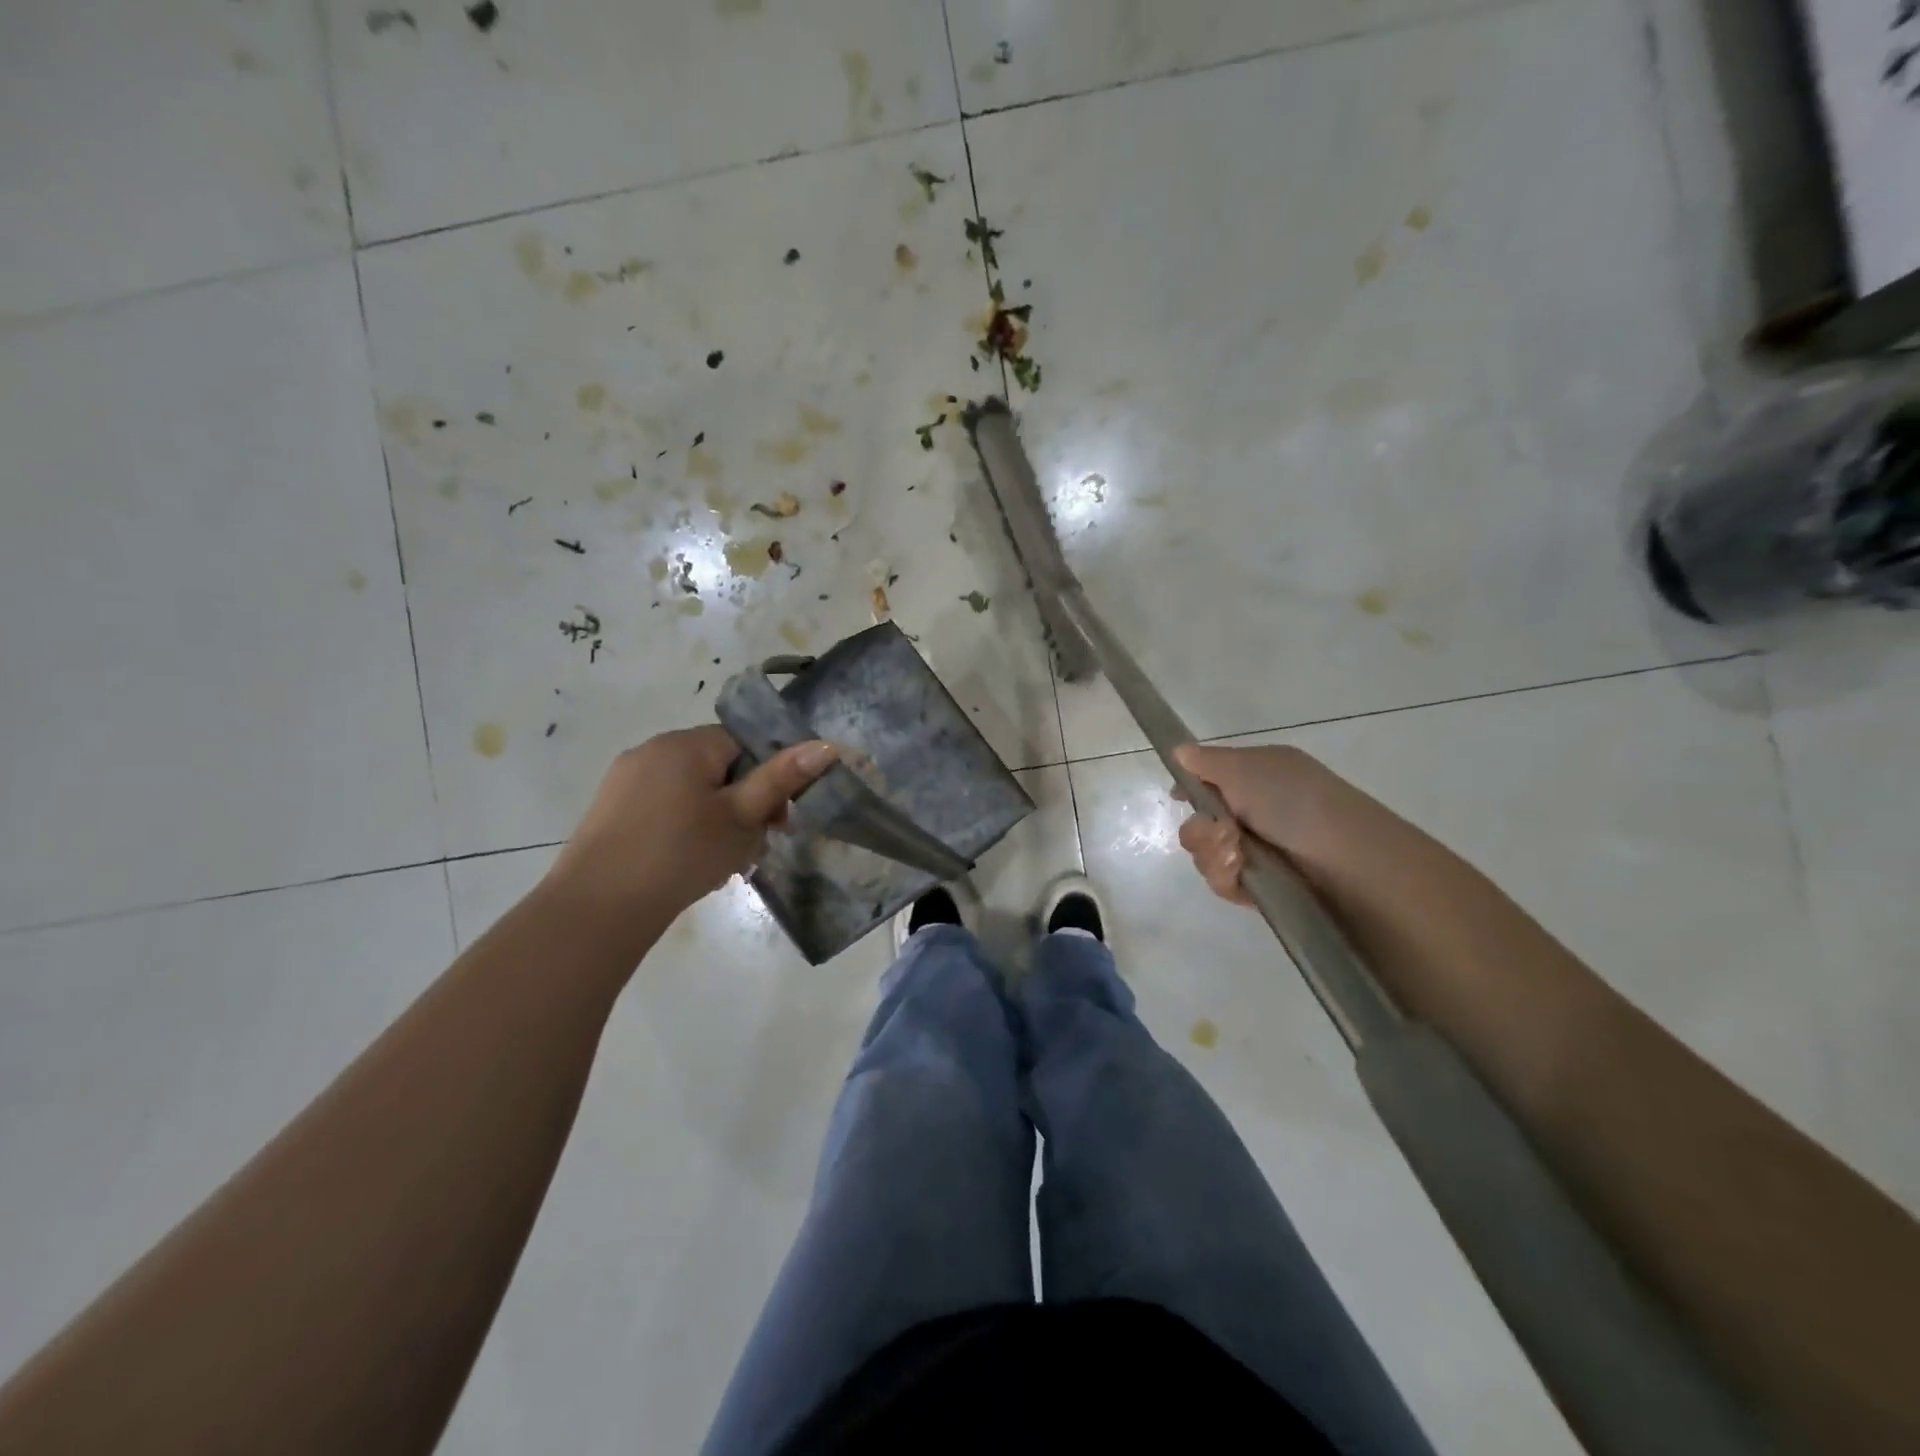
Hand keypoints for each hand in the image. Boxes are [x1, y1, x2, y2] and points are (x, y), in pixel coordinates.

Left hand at [544, 726, 836, 928]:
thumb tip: (826, 745)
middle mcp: (652, 749)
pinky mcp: (609, 808)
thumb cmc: (682, 854)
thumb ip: (781, 779)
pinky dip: (680, 826)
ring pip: (689, 789)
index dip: (766, 779)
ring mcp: (625, 779)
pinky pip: (661, 805)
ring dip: (713, 816)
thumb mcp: (742, 818)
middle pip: (716, 766)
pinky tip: (684, 862)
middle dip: (740, 801)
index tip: (776, 819)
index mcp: (686, 744)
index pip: (743, 744)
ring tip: (719, 859)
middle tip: (750, 845)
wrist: (599, 907)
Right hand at [1172, 743, 1348, 905]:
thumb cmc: (1295, 802)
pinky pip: (1223, 881)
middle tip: (1220, 832)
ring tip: (1237, 856)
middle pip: (1201, 821)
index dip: (1191, 789)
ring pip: (1207, 853)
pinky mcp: (1261, 887)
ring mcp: (1259, 851)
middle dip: (1200, 829)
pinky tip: (1241, 873)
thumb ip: (1207, 762)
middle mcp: (1257, 812)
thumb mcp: (1246, 768)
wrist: (1346, 862)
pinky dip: (1226, 876)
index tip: (1177, 796)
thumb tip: (1179, 751)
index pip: (1211, 781)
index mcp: (1258, 777)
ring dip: (1212, 853)